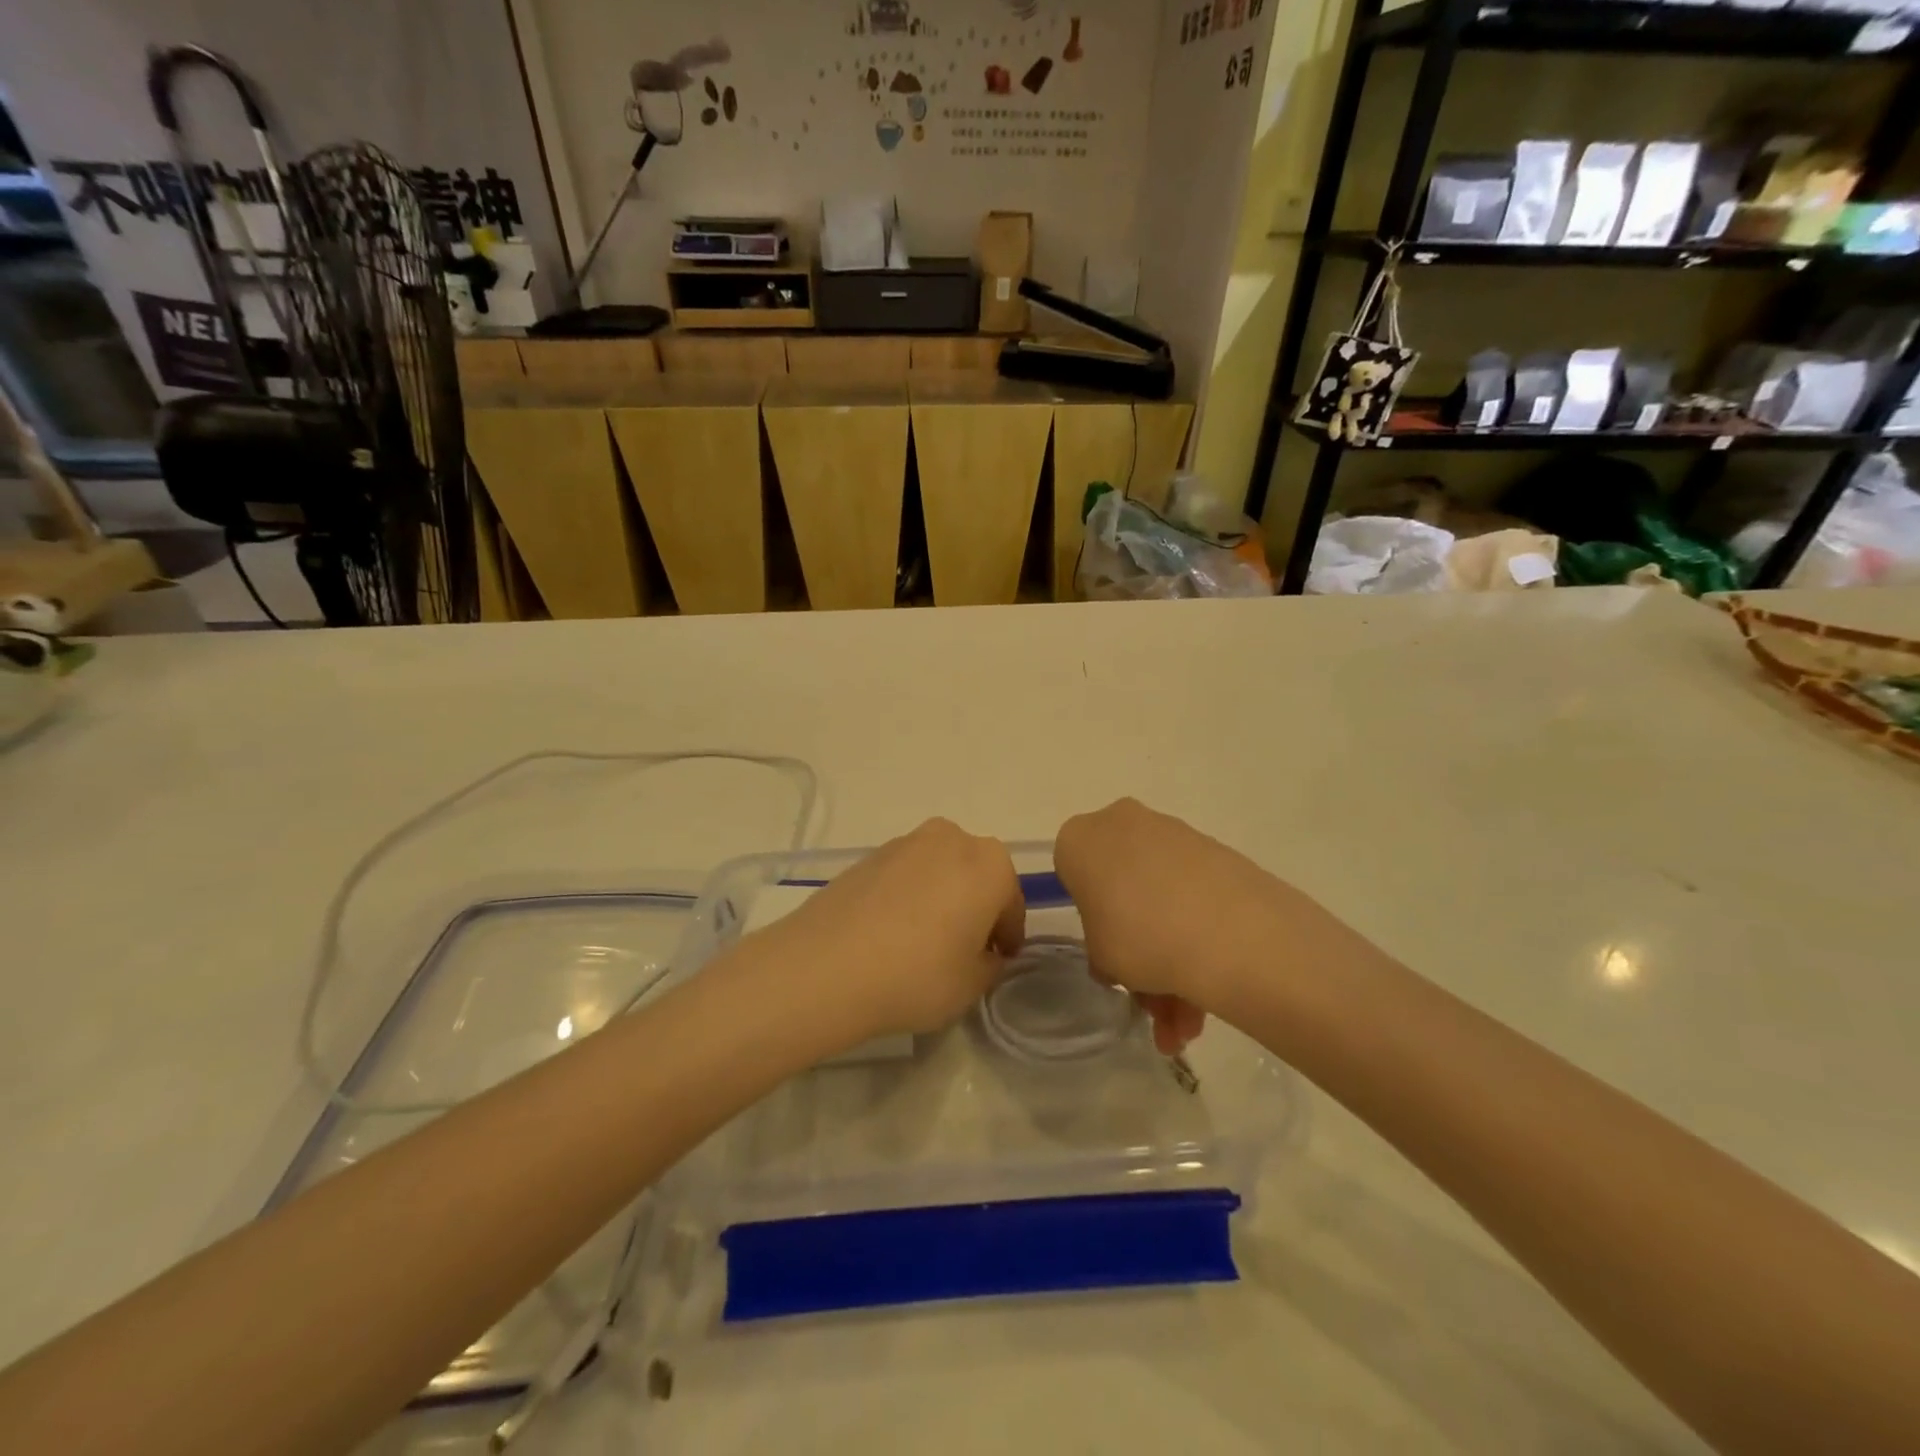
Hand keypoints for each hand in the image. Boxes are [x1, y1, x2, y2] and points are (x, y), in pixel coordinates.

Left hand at [768, 819, 1025, 1047]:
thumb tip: (984, 954)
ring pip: (939, 872)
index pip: (1011, 903)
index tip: (997, 961)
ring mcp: (905, 842)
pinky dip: (908, 897)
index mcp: (990, 864)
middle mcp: (952, 839)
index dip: (1007, 937)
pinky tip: (890, 934)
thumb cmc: (916, 975)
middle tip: (963, 951)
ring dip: (941, 899)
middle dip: (975, 908)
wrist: (825, 966)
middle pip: (976, 877)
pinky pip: (904, 876)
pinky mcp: (868, 855)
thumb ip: (990, 965)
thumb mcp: (971, 985)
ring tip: (922, 943)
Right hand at [1055, 799, 1299, 1050]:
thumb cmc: (1139, 938)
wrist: (1231, 932)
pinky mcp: (1218, 851)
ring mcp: (1175, 834)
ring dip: (1173, 963)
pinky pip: (1195, 895)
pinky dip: (1199, 939)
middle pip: (1124, 889)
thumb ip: (1102, 951)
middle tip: (1154, 1003)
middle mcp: (1123, 823)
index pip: (1074, 876)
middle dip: (1140, 951)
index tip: (1109, 955)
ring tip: (1189, 1026)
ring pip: (1163, 898)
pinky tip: (1211, 998)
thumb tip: (1120, 955)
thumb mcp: (1100, 959)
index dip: (1092, 920)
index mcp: (1081, 839)